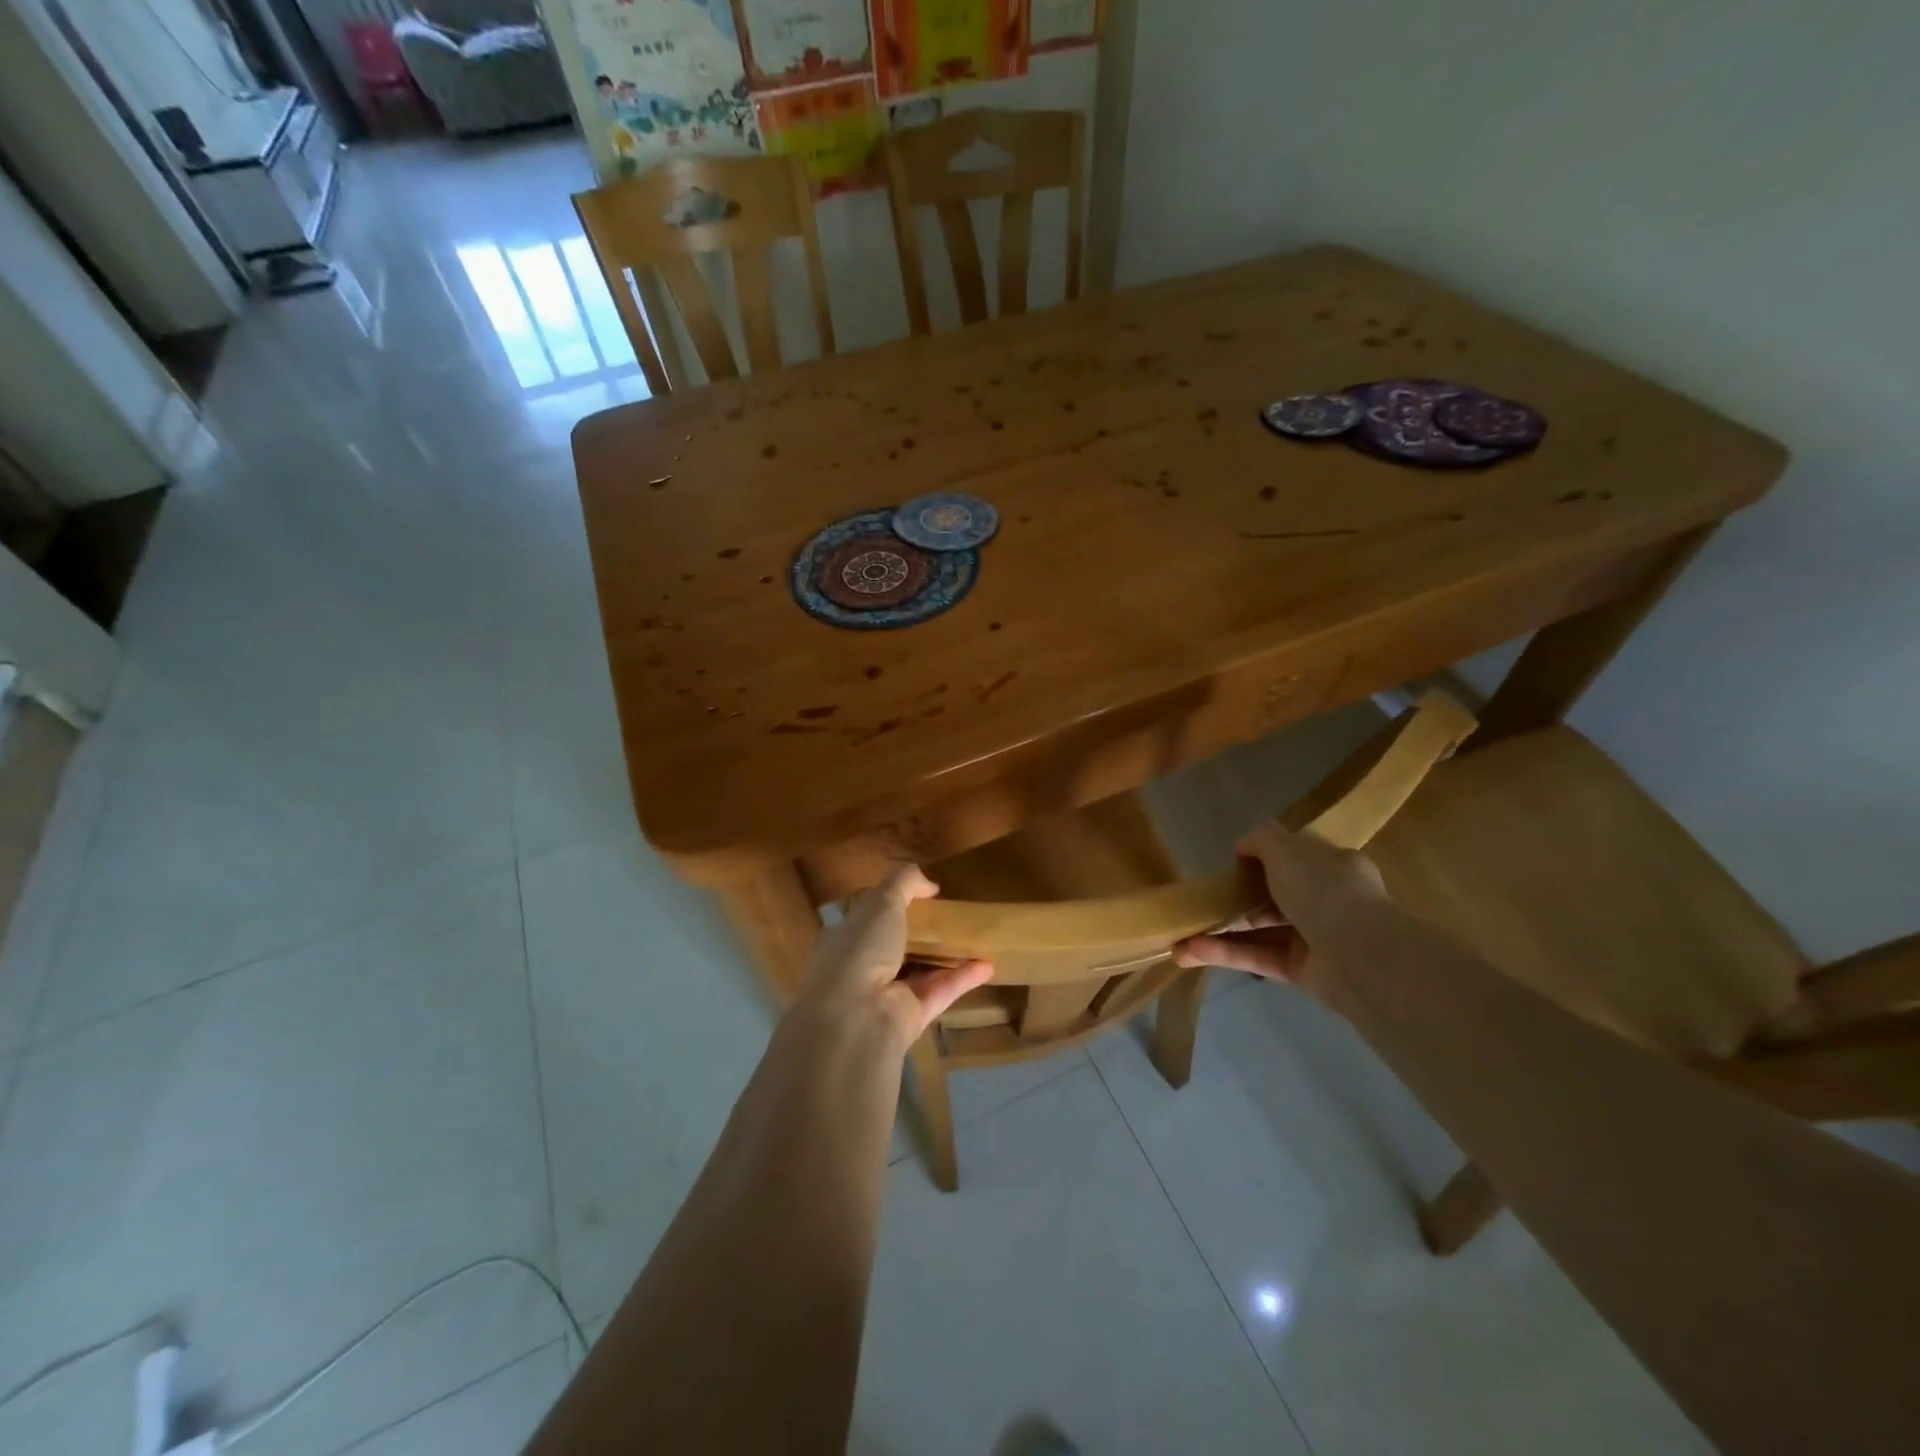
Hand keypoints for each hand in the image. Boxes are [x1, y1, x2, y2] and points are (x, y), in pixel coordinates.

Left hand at [795, 865, 992, 1047]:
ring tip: (976, 939)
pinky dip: (963, 979)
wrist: (856, 1016)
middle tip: (952, 917)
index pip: (868, 919)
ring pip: (921, 972)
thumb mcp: (881, 901)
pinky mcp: (912, 1017)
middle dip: (921, 934)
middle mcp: (863, 968)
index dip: (892, 905)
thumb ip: (905, 883)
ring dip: (946, 957)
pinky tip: (988, 966)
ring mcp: (887, 996)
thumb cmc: (861, 949)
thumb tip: (930, 885)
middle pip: (897, 947)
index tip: (921, 896)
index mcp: (847, 939)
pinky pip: (941, 992)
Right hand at [1172, 823, 1386, 1009]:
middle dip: (1236, 899)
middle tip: (1202, 902)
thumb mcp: (1286, 850)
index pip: (1297, 859)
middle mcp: (1328, 901)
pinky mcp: (1303, 971)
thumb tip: (1241, 847)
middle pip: (1274, 896)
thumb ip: (1261, 840)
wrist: (1362, 957)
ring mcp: (1316, 938)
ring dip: (1221, 930)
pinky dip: (1226, 954)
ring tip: (1181, 934)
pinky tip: (1191, 951)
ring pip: (1261, 930)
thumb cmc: (1324, 891)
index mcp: (1333, 867)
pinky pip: (1259, 957)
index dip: (1265, 859)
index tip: (1233, 865)